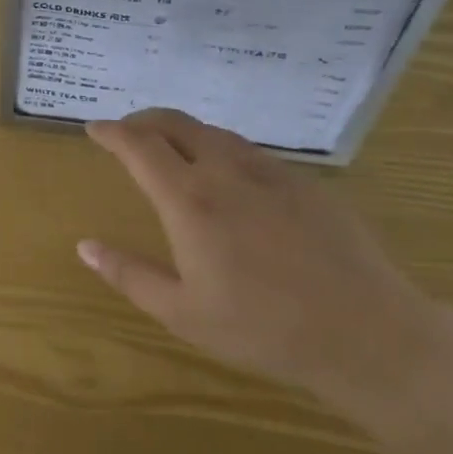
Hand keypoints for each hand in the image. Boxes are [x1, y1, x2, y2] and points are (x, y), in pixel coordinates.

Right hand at [79, 108, 441, 413]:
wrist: (368, 333)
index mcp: (188, 200)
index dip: (111, 132)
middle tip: (127, 133)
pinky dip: (220, 149)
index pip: (138, 145)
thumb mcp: (184, 313)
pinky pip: (249, 150)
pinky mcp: (303, 180)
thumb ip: (129, 275)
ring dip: (182, 131)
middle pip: (174, 122)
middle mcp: (224, 170)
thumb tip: (85, 245)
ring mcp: (268, 171)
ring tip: (171, 149)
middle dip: (143, 119)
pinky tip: (228, 176)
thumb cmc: (264, 329)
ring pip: (213, 132)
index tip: (94, 130)